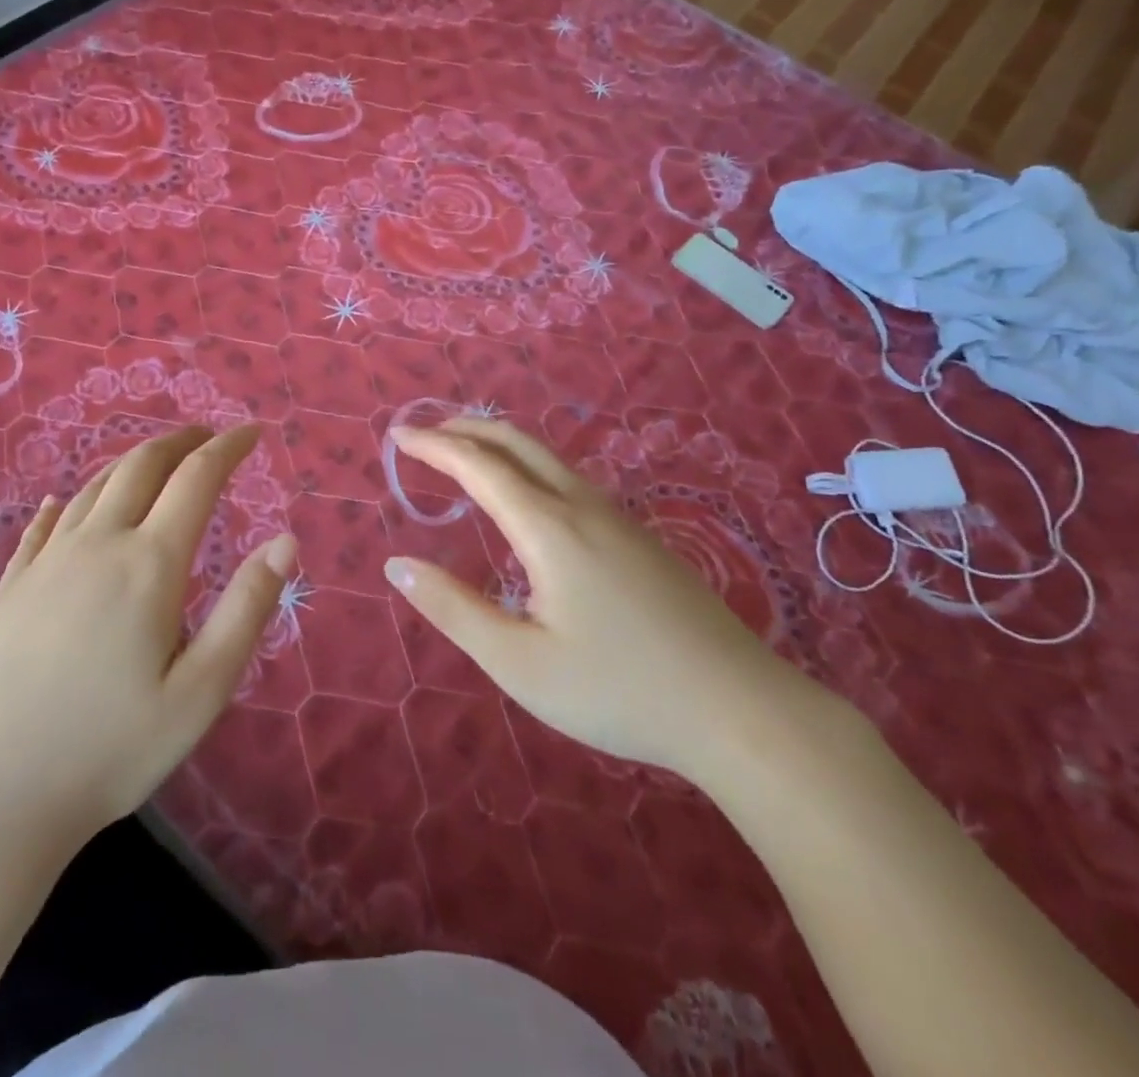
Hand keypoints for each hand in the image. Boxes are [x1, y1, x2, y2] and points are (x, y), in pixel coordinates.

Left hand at [0, 425, 292, 849]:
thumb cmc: (114, 748)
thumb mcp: (203, 689)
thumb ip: (247, 608)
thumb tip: (285, 541)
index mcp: (149, 564)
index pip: (197, 479)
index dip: (228, 447)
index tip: (252, 432)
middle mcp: (97, 544)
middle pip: (142, 465)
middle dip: (180, 440)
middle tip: (207, 436)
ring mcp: (47, 561)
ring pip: (95, 486)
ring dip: (132, 462)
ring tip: (157, 462)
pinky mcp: (11, 586)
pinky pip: (45, 523)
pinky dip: (71, 500)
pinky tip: (68, 502)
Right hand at [385, 419, 820, 785]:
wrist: (740, 709)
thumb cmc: (618, 690)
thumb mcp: (519, 662)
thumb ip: (454, 609)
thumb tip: (398, 566)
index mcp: (548, 527)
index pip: (478, 466)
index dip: (434, 446)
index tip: (398, 437)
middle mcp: (582, 505)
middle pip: (517, 442)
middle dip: (466, 429)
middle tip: (426, 434)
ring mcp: (617, 517)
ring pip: (547, 457)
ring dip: (499, 445)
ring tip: (466, 457)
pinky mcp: (638, 536)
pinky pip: (569, 479)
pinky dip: (528, 466)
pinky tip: (527, 499)